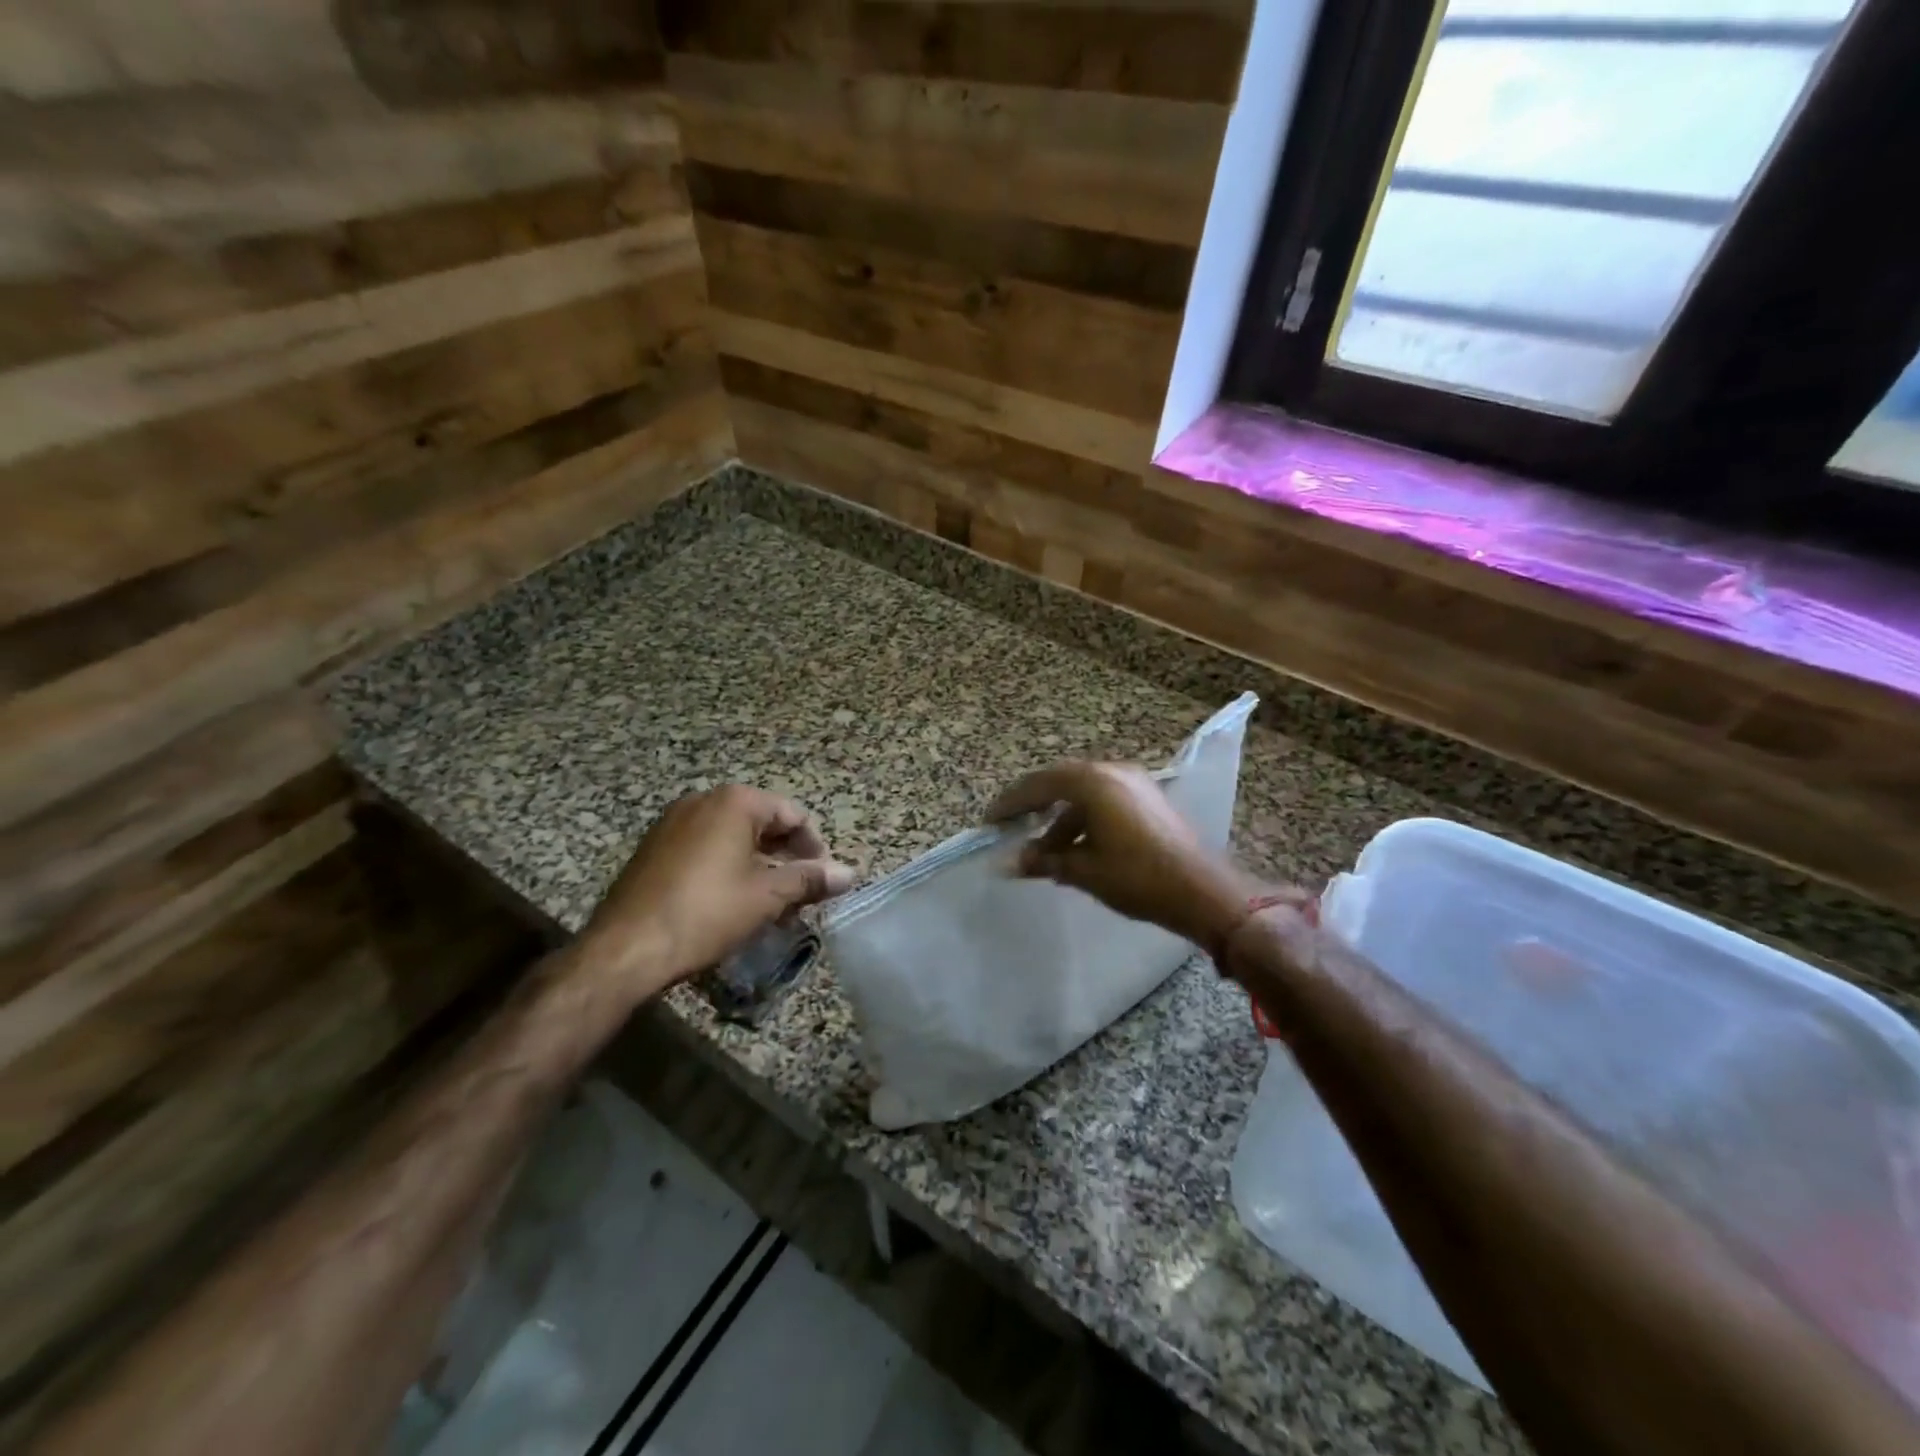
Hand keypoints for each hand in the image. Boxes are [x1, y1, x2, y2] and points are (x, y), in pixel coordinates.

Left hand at [579, 786, 854, 998]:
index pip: (792, 814)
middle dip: (786, 856)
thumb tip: (849, 873)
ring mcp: (673, 823)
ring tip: (771, 901)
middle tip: (801, 893)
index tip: (823, 880)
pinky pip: (704, 848)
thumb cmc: (706, 913)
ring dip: (758, 864)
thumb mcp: (767, 896)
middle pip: (762, 822)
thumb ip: (810, 879)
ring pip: (732, 837)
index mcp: (734, 802)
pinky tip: (732, 902)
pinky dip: (727, 867)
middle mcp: (703, 801)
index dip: (815, 847)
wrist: (626, 948)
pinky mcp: (654, 849)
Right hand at [987, 762, 1267, 951]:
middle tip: (1010, 826)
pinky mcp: (1147, 799)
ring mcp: (1134, 783)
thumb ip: (1044, 861)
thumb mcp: (1084, 871)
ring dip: (1060, 819)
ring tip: (1042, 852)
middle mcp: (1112, 772)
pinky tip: (1075, 849)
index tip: (990, 821)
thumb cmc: (1138, 878)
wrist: (1203, 891)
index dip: (1010, 803)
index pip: (1039, 784)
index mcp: (1093, 783)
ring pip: (1083, 793)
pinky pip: (1103, 800)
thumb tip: (1010, 863)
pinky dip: (1083, 819)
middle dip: (1033, 805)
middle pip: (1060, 782)